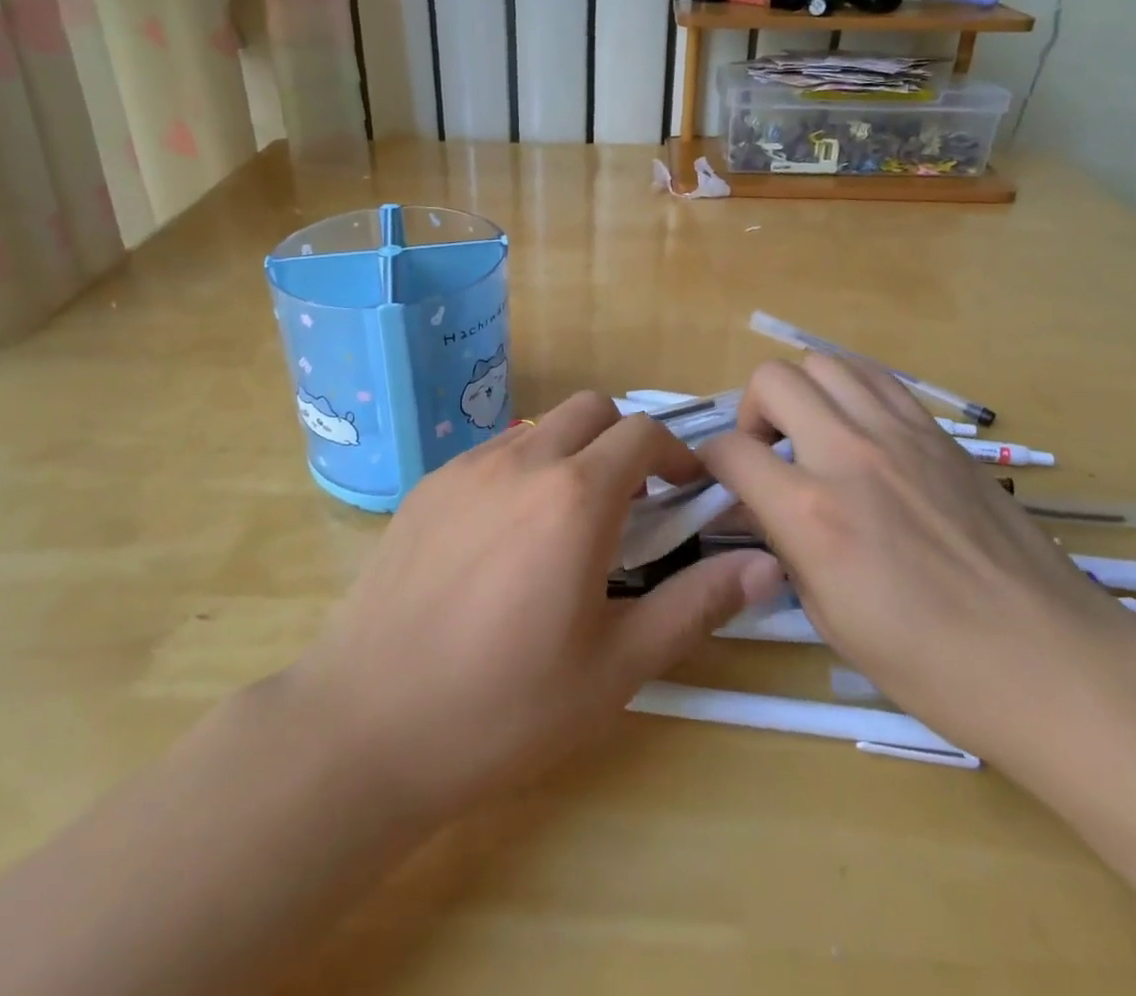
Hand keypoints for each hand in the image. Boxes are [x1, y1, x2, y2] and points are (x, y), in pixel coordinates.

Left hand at [282, 391, 785, 820]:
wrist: (367, 726)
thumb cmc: (506, 706)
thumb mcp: (618, 667)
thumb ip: (697, 605)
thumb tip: (768, 568)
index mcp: (576, 496)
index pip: (643, 432)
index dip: (676, 454)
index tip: (686, 492)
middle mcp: (522, 461)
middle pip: (593, 410)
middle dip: (625, 441)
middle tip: (632, 504)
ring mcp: (466, 468)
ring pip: (540, 427)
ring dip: (573, 453)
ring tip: (569, 522)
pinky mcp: (426, 487)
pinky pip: (493, 453)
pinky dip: (522, 470)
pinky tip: (506, 538)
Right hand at [699, 356, 1135, 762]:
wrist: (1050, 663)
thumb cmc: (932, 665)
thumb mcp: (830, 619)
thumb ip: (786, 548)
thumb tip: (765, 510)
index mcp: (812, 515)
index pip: (731, 452)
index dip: (710, 462)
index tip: (720, 480)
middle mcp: (849, 455)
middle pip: (772, 380)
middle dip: (752, 412)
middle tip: (768, 453)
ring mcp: (900, 435)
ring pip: (825, 363)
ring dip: (803, 392)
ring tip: (813, 435)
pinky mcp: (940, 434)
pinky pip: (878, 379)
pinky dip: (851, 391)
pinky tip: (861, 433)